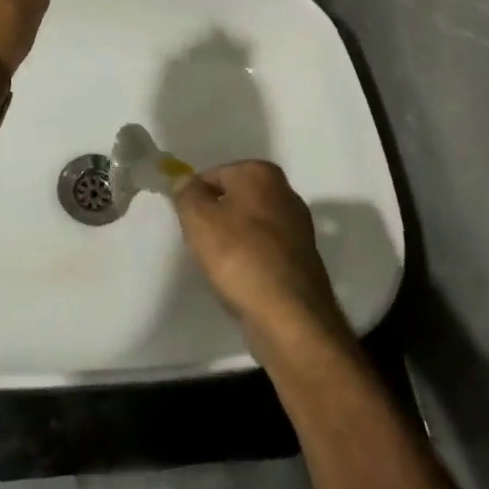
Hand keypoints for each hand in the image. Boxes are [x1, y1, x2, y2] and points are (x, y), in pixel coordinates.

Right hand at [174, 161, 349, 346]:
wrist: (288, 315)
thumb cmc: (238, 256)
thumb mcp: (198, 218)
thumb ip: (186, 193)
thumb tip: (186, 181)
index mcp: (261, 173)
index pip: (213, 175)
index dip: (195, 198)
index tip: (188, 224)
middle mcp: (285, 192)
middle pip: (233, 199)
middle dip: (215, 217)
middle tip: (201, 243)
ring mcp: (298, 226)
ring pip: (249, 225)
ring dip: (232, 240)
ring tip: (220, 265)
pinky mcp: (302, 258)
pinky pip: (264, 249)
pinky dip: (250, 259)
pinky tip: (240, 279)